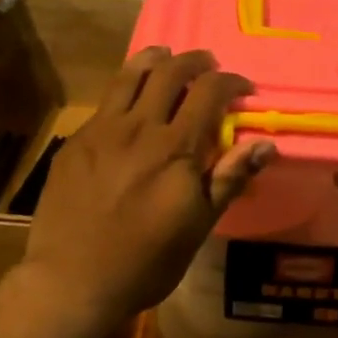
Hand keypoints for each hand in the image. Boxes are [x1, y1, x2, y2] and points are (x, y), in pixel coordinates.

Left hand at [22, 47, 274, 329]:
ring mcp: (102, 130)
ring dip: (155, 58)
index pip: (209, 92)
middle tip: (209, 66)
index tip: (243, 89)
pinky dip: (125, 88)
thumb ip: (229, 179)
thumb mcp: (198, 227)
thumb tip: (266, 144)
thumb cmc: (146, 262)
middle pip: (171, 71)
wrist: (72, 280)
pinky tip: (129, 100)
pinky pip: (105, 101)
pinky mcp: (76, 141)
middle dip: (196, 61)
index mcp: (175, 148)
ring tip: (167, 57)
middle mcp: (139, 127)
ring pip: (130, 74)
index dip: (231, 82)